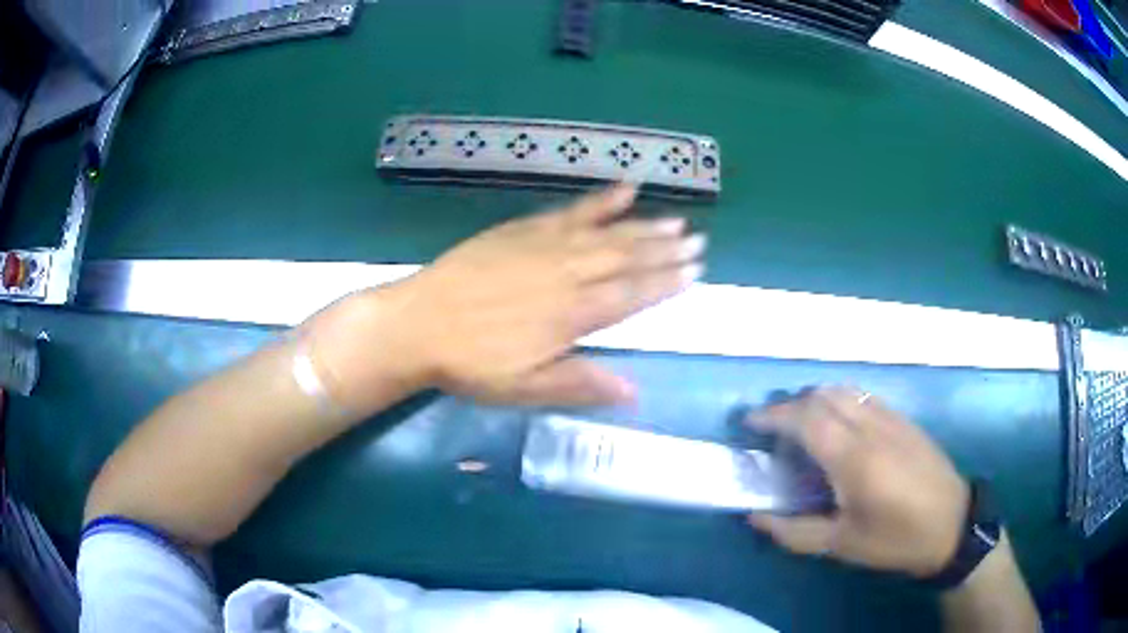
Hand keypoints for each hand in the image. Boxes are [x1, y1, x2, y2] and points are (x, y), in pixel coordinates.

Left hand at [310, 185, 704, 411]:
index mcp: (572, 315)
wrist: (418, 323)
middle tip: (698, 242)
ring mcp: (546, 246)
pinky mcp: (523, 229)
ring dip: (644, 226)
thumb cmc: (472, 363)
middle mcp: (568, 274)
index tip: (694, 273)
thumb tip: (635, 392)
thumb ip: (580, 385)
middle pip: (626, 259)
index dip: (665, 284)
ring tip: (676, 220)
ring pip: (606, 233)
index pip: (632, 295)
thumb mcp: (525, 388)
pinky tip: (623, 189)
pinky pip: (570, 211)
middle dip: (665, 251)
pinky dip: (600, 201)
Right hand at [747, 386, 969, 577]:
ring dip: (815, 399)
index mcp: (853, 458)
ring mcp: (890, 418)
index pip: (805, 418)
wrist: (951, 524)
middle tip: (772, 430)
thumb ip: (795, 531)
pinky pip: (863, 396)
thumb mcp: (842, 545)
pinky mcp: (903, 419)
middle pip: (822, 396)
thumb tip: (755, 517)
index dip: (773, 415)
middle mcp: (870, 427)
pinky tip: (838, 425)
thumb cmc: (895, 539)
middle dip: (790, 405)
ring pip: (844, 390)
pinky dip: (839, 400)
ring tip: (802, 425)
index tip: (750, 423)